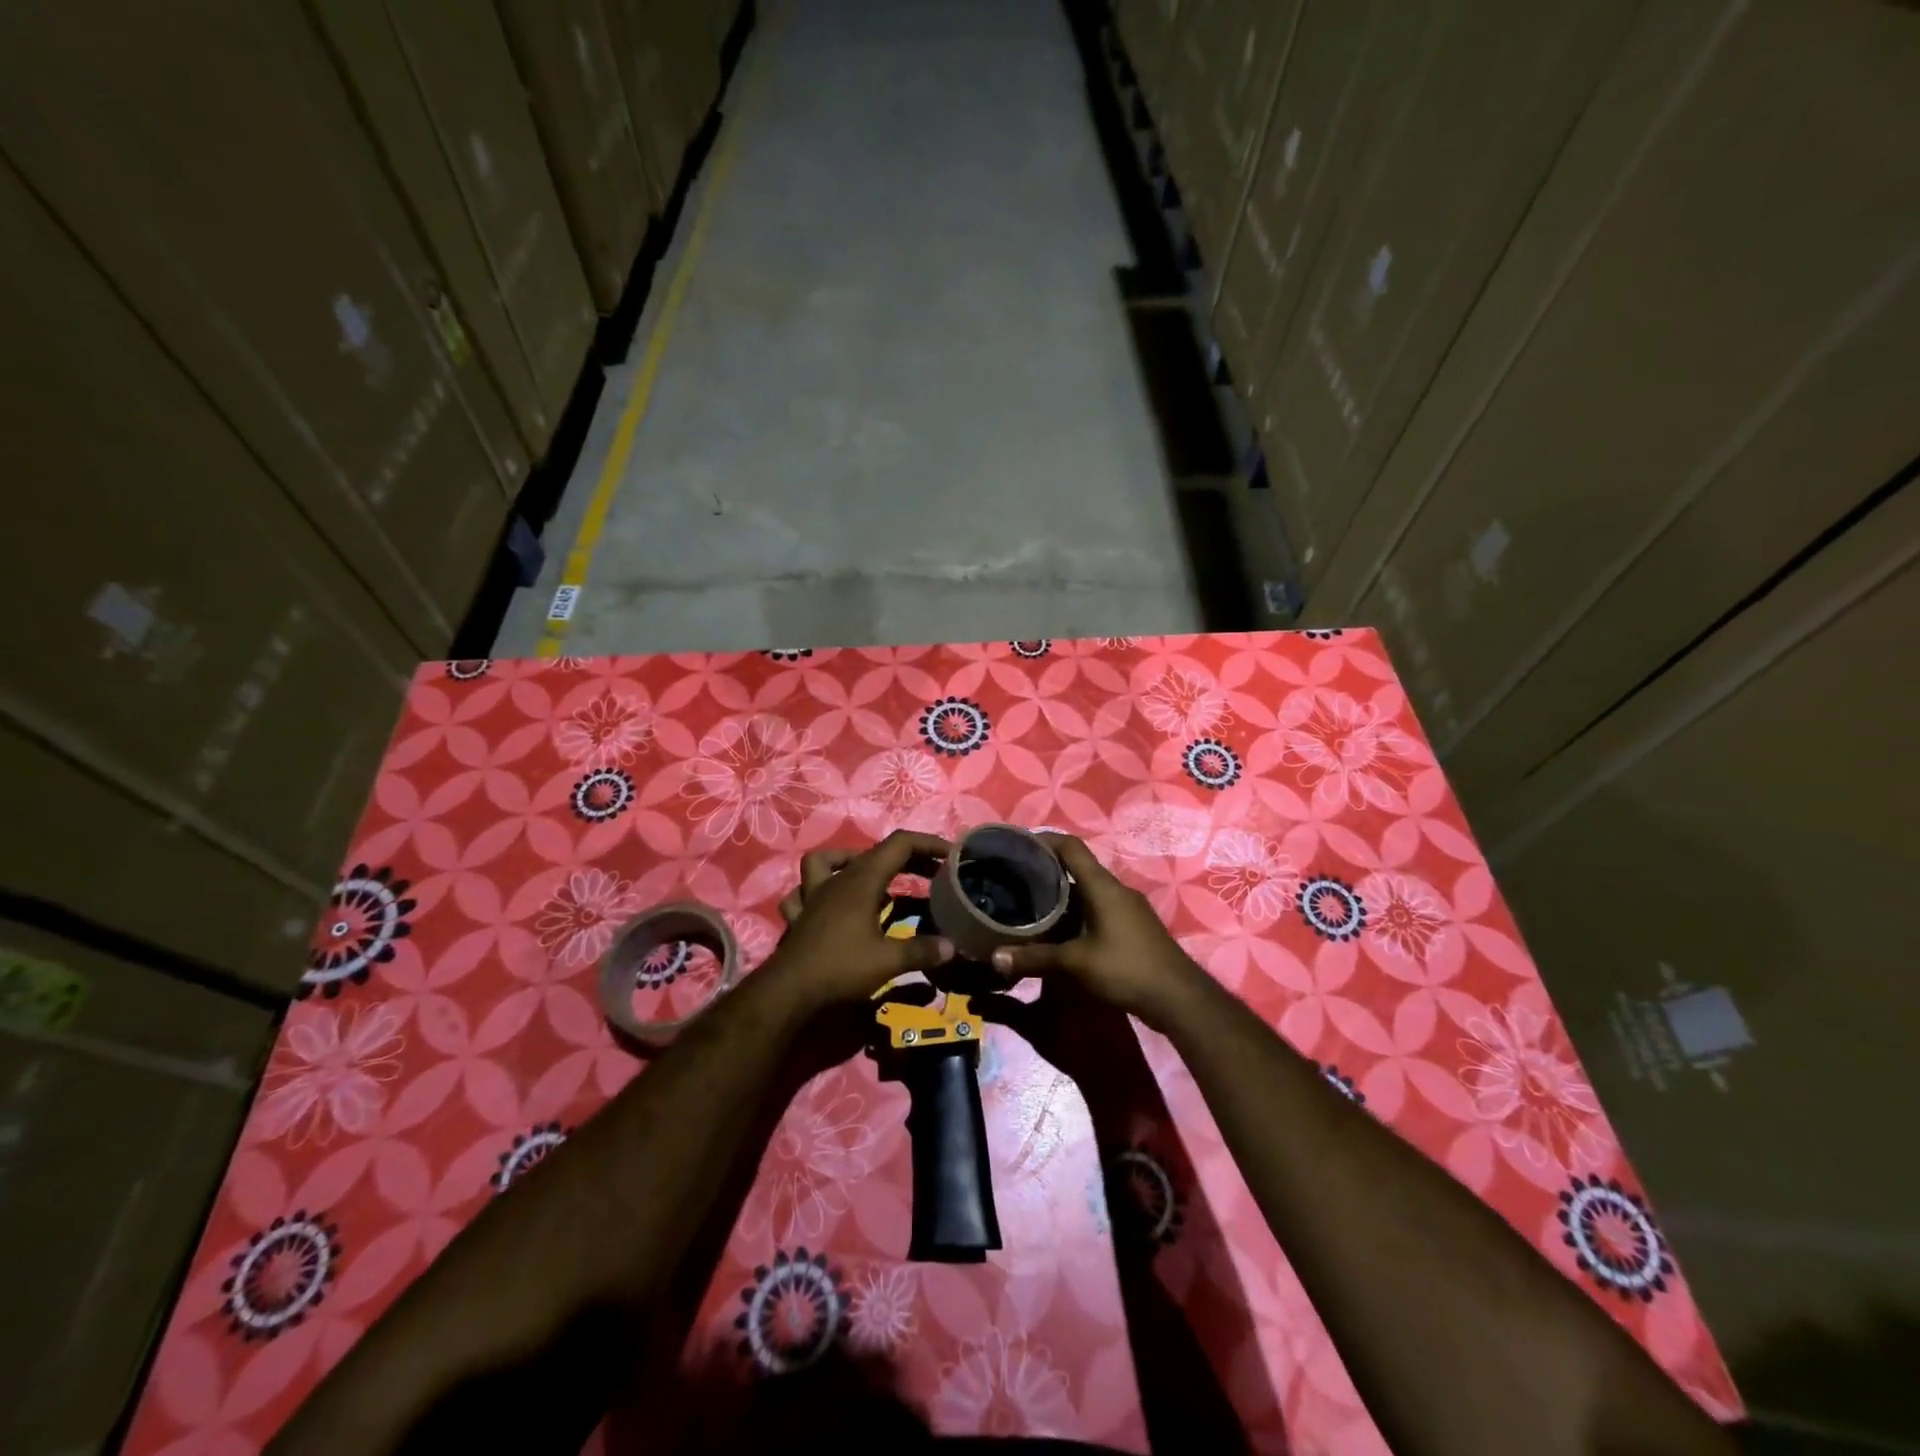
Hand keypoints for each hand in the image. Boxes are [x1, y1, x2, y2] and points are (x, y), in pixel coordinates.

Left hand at [766, 831, 956, 1009]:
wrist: (787, 993)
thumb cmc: (840, 968)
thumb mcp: (888, 961)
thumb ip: (921, 951)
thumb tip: (952, 947)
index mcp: (862, 881)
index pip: (899, 845)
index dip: (927, 844)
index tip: (951, 854)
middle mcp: (838, 880)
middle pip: (873, 853)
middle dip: (906, 858)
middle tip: (931, 873)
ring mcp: (814, 896)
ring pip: (827, 862)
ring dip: (851, 862)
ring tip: (873, 877)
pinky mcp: (800, 917)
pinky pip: (804, 893)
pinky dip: (818, 891)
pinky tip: (828, 903)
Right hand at [988, 833, 1205, 1026]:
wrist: (1179, 998)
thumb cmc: (1127, 969)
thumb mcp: (1076, 964)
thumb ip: (1036, 958)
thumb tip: (994, 958)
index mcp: (1102, 886)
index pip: (1071, 847)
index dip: (1044, 840)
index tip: (1017, 844)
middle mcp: (1116, 889)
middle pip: (1078, 866)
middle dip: (1047, 868)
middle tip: (1015, 877)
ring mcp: (1127, 907)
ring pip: (1088, 889)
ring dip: (1061, 892)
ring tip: (1030, 902)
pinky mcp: (1132, 926)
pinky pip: (1098, 906)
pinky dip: (1076, 909)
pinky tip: (1060, 928)